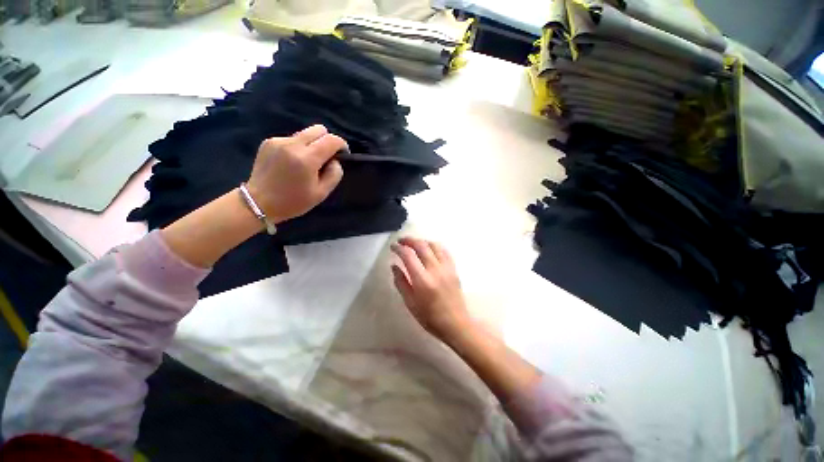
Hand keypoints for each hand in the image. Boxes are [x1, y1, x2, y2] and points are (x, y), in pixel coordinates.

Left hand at [246, 124, 345, 222]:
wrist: (258, 203)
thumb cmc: (293, 202)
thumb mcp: (321, 193)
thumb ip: (334, 174)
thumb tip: (335, 160)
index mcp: (306, 159)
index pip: (331, 140)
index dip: (342, 145)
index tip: (343, 154)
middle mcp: (292, 144)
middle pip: (319, 129)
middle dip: (327, 140)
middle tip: (326, 157)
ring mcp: (279, 141)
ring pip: (305, 133)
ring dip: (313, 144)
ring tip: (308, 162)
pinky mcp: (269, 141)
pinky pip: (292, 138)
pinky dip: (298, 147)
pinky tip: (292, 162)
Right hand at [391, 237, 470, 341]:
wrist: (456, 324)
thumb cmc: (429, 317)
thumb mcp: (410, 303)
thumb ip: (401, 282)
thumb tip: (394, 265)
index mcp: (422, 280)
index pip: (408, 255)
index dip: (399, 248)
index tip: (393, 246)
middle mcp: (435, 270)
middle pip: (422, 246)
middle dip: (409, 240)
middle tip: (401, 241)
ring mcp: (447, 268)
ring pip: (434, 245)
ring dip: (422, 241)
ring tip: (414, 244)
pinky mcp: (454, 269)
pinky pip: (444, 251)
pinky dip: (435, 246)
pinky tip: (429, 249)